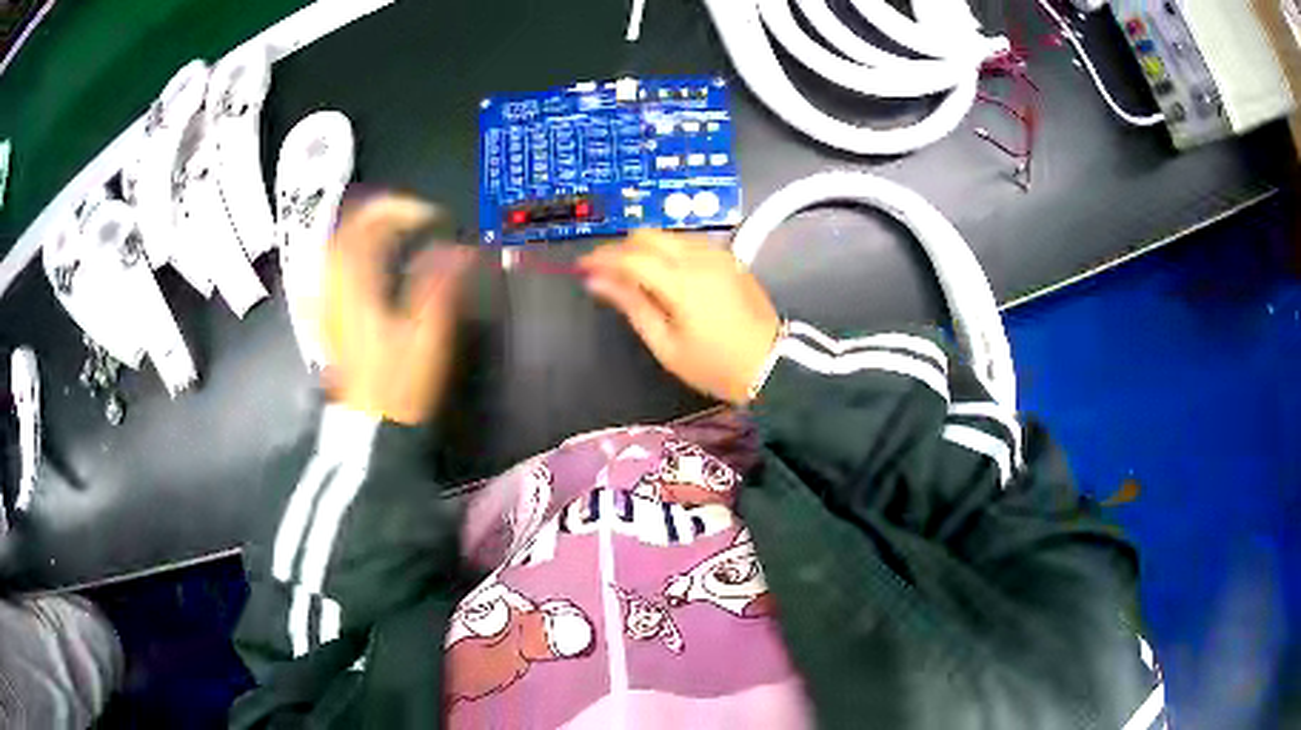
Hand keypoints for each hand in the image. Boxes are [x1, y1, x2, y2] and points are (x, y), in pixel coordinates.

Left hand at [320, 194, 474, 424]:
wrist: (368, 426)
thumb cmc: (399, 384)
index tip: (433, 219)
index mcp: (357, 286)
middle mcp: (335, 286)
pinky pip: (332, 268)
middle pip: (346, 228)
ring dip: (365, 229)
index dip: (402, 209)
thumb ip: (440, 285)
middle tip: (412, 217)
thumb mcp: (426, 335)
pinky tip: (367, 260)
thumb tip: (459, 249)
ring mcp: (327, 301)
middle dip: (381, 212)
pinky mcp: (327, 315)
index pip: (369, 225)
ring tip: (395, 231)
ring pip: (335, 245)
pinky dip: (351, 253)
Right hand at [579, 230, 779, 404]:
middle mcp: (699, 257)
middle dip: (621, 248)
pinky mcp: (730, 258)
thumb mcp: (666, 345)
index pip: (630, 255)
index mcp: (681, 281)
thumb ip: (631, 306)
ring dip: (646, 247)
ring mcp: (718, 254)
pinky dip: (669, 250)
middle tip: (606, 273)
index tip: (582, 267)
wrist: (772, 365)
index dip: (601, 258)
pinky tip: (665, 274)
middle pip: (648, 235)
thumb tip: (597, 281)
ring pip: (669, 234)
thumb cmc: (714, 365)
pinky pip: (690, 242)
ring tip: (634, 276)